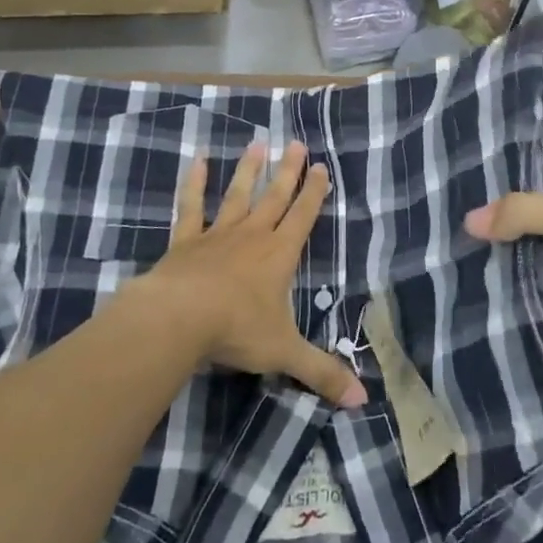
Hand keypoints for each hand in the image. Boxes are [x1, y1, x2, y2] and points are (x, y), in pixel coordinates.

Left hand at [140, 142, 366, 408]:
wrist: (179, 319)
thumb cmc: (236, 331)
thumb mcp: (285, 353)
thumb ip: (322, 373)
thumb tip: (363, 400)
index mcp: (279, 256)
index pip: (303, 217)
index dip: (314, 193)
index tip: (321, 166)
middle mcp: (252, 236)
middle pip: (275, 197)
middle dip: (288, 171)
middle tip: (296, 143)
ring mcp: (217, 235)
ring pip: (237, 195)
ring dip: (248, 171)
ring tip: (257, 144)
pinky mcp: (185, 241)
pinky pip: (191, 207)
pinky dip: (195, 184)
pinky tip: (198, 160)